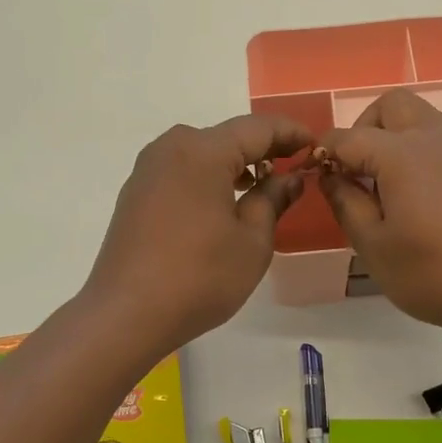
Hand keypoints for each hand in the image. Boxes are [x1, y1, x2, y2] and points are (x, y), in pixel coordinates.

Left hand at [83, 114, 312, 353]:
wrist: (126, 314)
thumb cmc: (200, 277)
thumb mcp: (252, 241)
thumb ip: (273, 200)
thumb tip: (290, 178)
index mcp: (203, 151)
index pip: (258, 128)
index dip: (291, 133)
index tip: (316, 146)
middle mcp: (171, 148)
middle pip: (227, 137)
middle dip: (263, 149)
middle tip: (293, 168)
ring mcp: (148, 170)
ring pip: (202, 154)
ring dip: (234, 165)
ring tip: (262, 188)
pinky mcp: (136, 193)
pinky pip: (182, 172)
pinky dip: (208, 179)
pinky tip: (223, 204)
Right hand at [316, 89, 441, 340]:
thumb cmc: (435, 274)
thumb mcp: (374, 247)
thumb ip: (345, 203)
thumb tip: (331, 175)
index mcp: (400, 153)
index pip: (347, 137)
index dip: (325, 153)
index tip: (316, 176)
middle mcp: (434, 136)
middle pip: (390, 105)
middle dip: (363, 129)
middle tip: (357, 171)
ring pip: (420, 117)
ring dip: (394, 136)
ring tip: (388, 186)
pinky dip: (421, 150)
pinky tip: (423, 197)